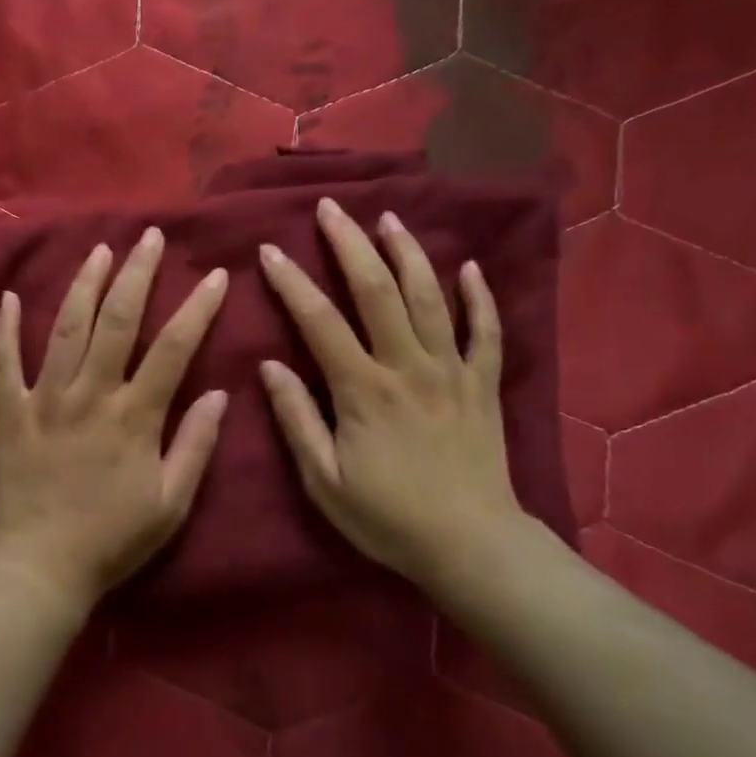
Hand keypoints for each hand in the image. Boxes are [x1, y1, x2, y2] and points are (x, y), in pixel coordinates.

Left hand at [0, 228, 229, 615]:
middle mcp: (90, 394)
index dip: (197, 308)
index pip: (173, 348)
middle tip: (150, 236)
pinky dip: (5, 328)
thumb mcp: (171, 503)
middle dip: (137, 274)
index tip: (215, 273)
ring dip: (84, 284)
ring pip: (65, 328)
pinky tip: (6, 297)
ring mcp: (44, 399)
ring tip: (100, 250)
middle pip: (117, 321)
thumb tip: (221, 393)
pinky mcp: (9, 412)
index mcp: (133, 415)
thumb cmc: (112, 539)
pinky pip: (4, 362)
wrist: (40, 567)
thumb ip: (196, 445)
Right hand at [258, 198, 528, 590]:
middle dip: (350, 245)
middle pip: (377, 291)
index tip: (270, 250)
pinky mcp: (484, 384)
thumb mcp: (324, 481)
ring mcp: (452, 371)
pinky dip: (479, 296)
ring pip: (430, 297)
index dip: (292, 282)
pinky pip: (486, 331)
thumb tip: (269, 366)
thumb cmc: (389, 518)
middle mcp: (408, 367)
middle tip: (330, 209)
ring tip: (389, 219)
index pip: (319, 322)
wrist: (472, 547)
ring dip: (408, 253)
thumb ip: (297, 419)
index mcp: (363, 390)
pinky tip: (470, 267)